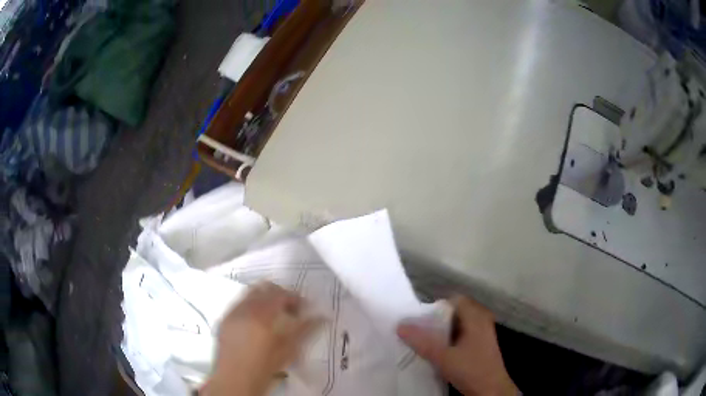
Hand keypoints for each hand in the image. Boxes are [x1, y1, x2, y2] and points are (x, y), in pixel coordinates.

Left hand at [202, 282, 319, 395]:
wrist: (235, 379)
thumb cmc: (265, 367)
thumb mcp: (288, 350)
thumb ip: (305, 330)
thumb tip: (321, 317)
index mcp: (262, 315)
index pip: (282, 294)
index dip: (296, 298)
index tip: (304, 309)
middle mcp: (245, 308)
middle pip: (265, 287)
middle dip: (280, 295)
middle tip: (291, 310)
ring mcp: (232, 312)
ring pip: (251, 293)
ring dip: (265, 299)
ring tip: (274, 316)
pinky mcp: (224, 318)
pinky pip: (240, 303)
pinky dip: (251, 305)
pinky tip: (256, 322)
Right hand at [397, 296, 517, 395]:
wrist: (490, 390)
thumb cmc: (471, 370)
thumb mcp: (443, 357)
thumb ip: (422, 341)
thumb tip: (400, 326)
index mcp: (476, 317)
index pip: (455, 300)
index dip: (437, 307)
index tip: (420, 319)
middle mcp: (481, 320)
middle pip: (456, 312)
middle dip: (437, 320)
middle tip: (419, 330)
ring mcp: (482, 333)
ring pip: (458, 324)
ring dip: (442, 330)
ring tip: (425, 340)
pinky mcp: (480, 344)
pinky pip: (462, 334)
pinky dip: (450, 338)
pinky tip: (439, 350)